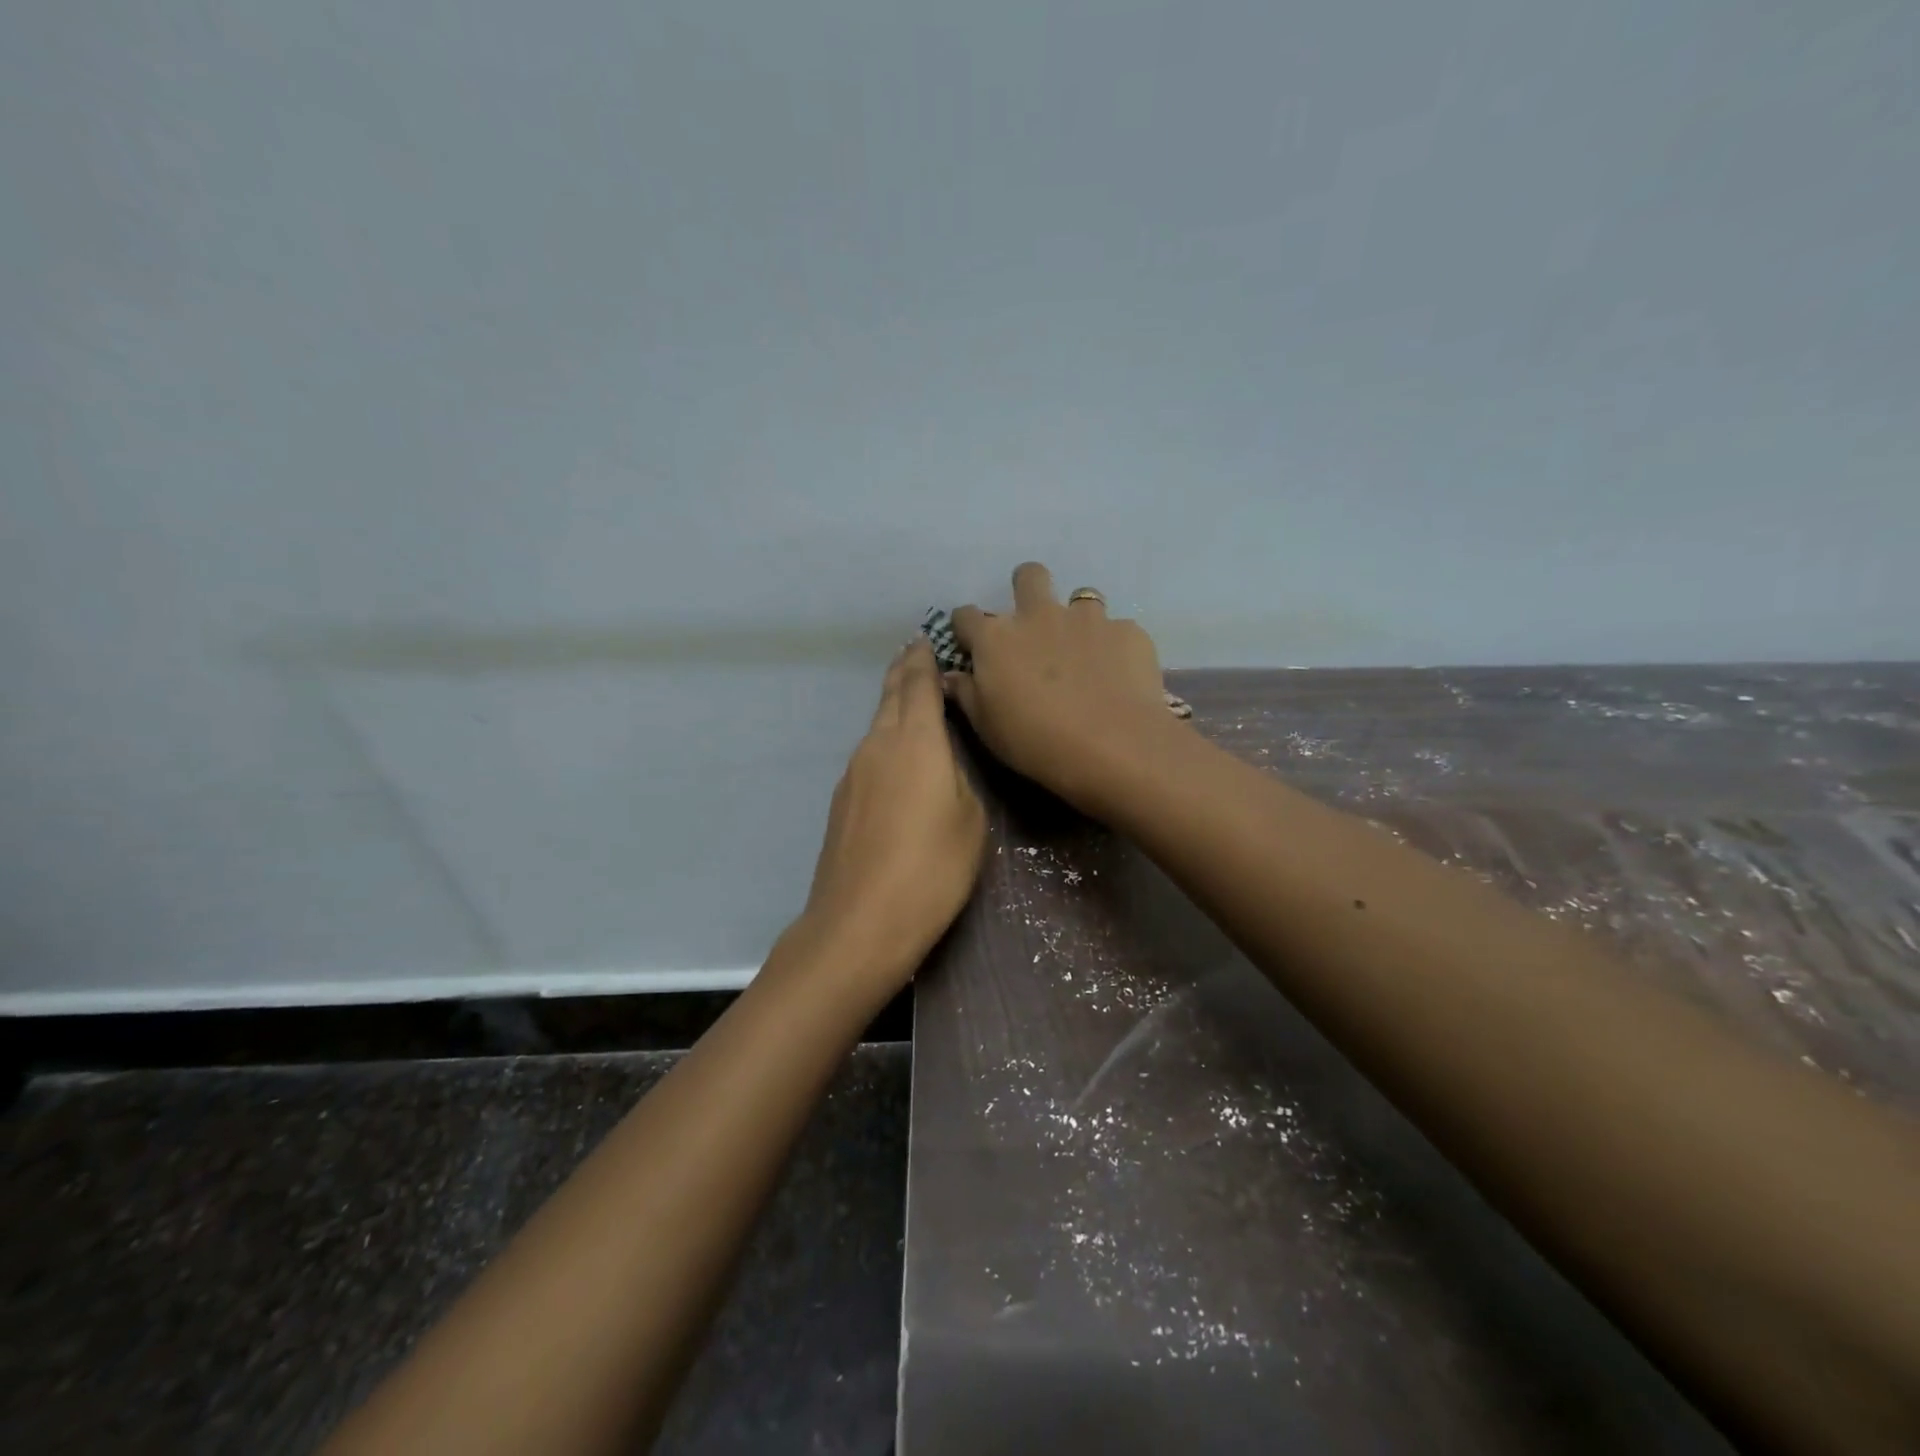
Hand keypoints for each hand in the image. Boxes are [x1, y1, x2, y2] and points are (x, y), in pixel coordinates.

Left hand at [799, 640, 986, 992]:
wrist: (859, 923)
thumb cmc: (930, 869)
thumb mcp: (970, 822)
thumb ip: (959, 781)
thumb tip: (942, 769)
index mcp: (914, 740)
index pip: (918, 684)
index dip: (924, 659)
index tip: (928, 639)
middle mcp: (877, 745)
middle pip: (890, 697)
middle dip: (904, 673)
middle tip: (916, 654)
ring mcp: (853, 774)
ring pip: (877, 725)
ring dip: (893, 706)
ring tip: (911, 697)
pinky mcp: (842, 802)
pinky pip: (869, 754)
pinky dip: (885, 740)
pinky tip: (897, 756)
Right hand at [946, 562, 1182, 811]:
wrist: (1113, 747)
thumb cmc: (1036, 741)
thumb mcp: (987, 726)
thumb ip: (966, 693)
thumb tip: (950, 676)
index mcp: (997, 638)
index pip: (966, 616)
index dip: (967, 628)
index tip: (972, 645)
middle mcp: (1040, 615)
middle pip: (1029, 576)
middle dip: (1027, 588)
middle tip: (1034, 622)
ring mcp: (1088, 619)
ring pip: (1081, 598)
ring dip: (1077, 619)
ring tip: (1084, 652)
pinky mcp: (1127, 631)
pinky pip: (1117, 630)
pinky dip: (1113, 646)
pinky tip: (1119, 675)